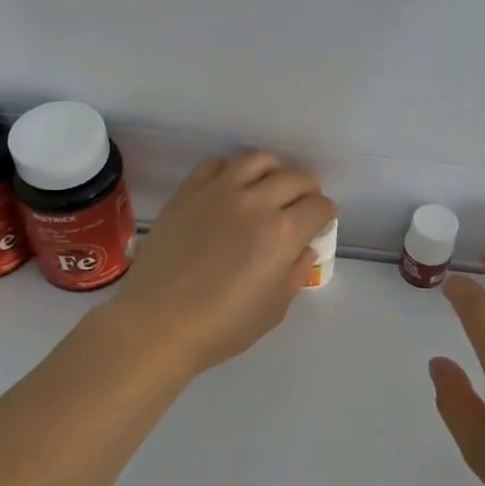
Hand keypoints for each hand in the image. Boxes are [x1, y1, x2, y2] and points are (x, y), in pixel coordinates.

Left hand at [108, 151, 336, 378]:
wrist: (158, 323)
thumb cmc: (222, 326)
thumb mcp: (274, 308)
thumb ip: (295, 272)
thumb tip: (304, 248)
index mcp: (282, 233)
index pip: (319, 207)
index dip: (326, 214)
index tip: (321, 224)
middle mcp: (255, 202)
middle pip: (296, 177)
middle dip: (308, 189)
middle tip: (303, 204)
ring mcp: (219, 191)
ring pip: (258, 159)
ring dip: (275, 169)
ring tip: (272, 184)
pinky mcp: (188, 191)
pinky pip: (217, 163)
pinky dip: (233, 169)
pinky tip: (233, 185)